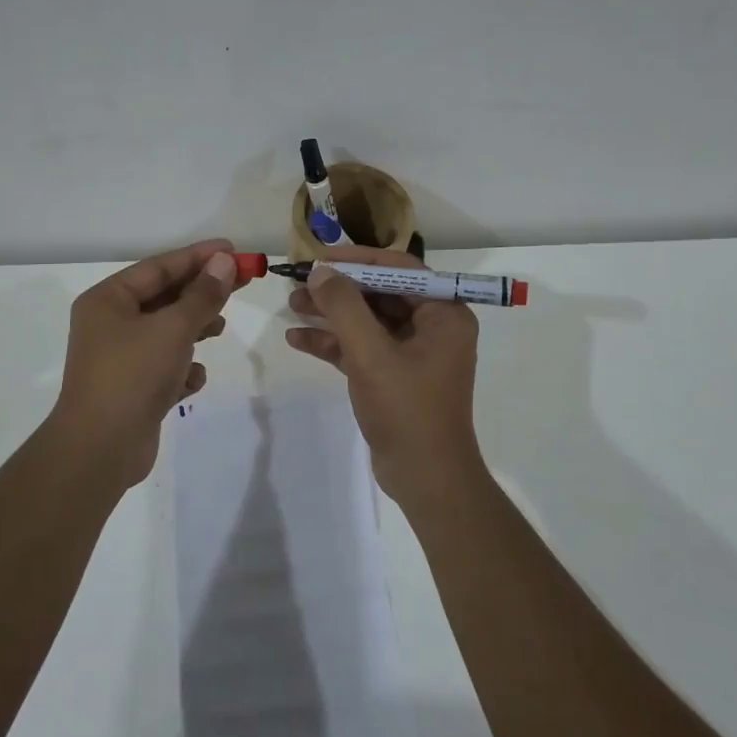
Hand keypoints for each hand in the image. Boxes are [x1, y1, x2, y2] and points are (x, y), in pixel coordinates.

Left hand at [48, 239, 238, 487]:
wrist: (100, 449)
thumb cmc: (133, 375)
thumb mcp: (173, 328)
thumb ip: (202, 295)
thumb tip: (224, 262)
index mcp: (108, 300)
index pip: (159, 267)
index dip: (198, 257)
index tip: (234, 250)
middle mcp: (109, 324)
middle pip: (164, 297)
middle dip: (202, 292)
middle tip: (243, 282)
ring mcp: (120, 358)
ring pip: (166, 332)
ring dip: (194, 329)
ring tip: (219, 327)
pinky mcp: (132, 389)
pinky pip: (164, 366)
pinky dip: (182, 369)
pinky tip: (192, 380)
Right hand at [283, 245, 483, 502]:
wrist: (425, 478)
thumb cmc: (407, 410)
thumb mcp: (371, 354)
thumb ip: (344, 308)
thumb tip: (320, 272)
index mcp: (444, 314)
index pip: (400, 269)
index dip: (359, 259)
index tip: (321, 258)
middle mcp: (433, 327)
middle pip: (381, 293)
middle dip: (339, 288)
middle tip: (300, 282)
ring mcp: (413, 353)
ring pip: (368, 320)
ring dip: (332, 314)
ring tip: (292, 305)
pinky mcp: (395, 376)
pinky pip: (363, 348)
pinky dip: (334, 343)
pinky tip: (298, 339)